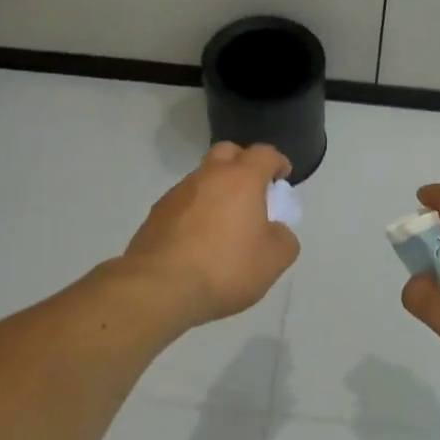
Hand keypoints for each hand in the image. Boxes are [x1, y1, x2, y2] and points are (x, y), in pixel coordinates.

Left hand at [123, 143, 299, 324]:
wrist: (159, 288)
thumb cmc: (225, 267)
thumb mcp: (273, 260)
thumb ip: (283, 238)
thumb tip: (275, 231)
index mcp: (242, 179)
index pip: (264, 153)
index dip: (277, 162)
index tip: (283, 178)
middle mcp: (208, 176)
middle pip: (227, 152)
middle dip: (243, 164)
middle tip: (252, 192)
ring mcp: (177, 193)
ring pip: (202, 178)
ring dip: (216, 190)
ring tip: (224, 224)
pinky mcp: (156, 214)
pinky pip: (183, 203)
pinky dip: (195, 212)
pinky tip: (198, 241)